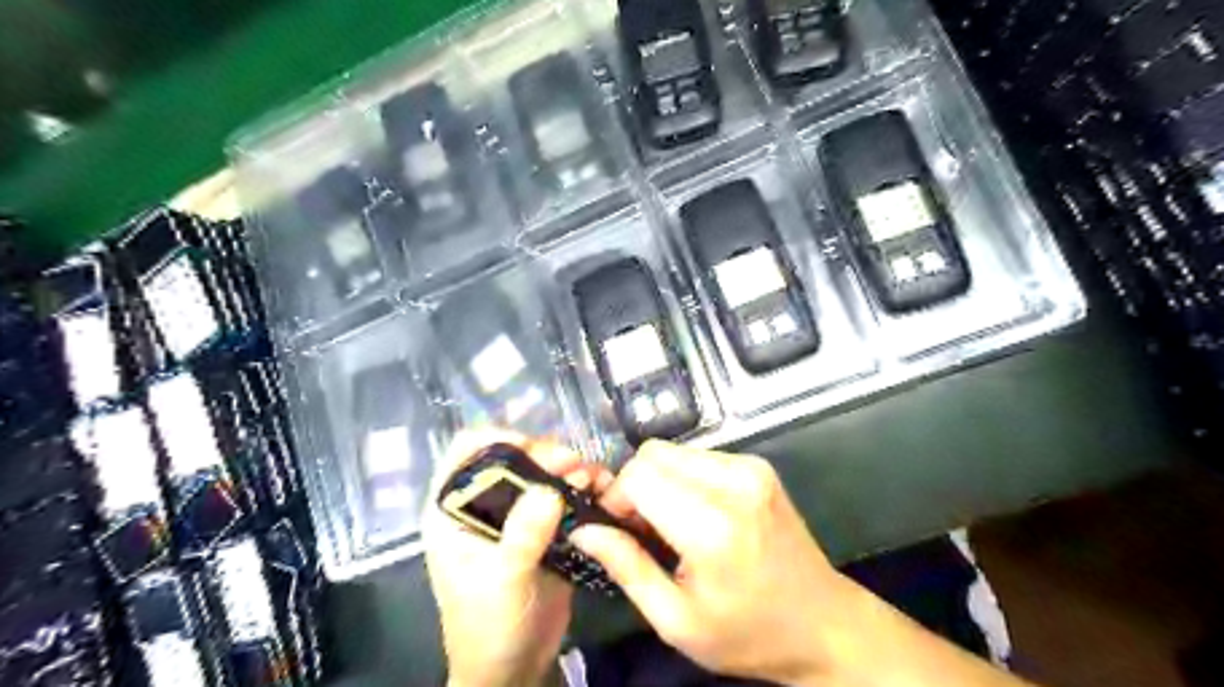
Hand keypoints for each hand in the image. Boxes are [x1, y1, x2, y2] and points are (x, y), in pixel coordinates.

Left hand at [428, 430, 617, 686]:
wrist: (514, 667)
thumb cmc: (488, 626)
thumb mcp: (501, 581)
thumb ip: (521, 535)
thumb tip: (548, 490)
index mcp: (453, 509)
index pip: (466, 451)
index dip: (497, 440)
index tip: (533, 448)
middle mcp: (484, 502)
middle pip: (512, 456)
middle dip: (544, 454)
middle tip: (574, 465)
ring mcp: (515, 513)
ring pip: (541, 472)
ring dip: (567, 468)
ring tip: (592, 478)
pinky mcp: (543, 526)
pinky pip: (562, 494)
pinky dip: (581, 487)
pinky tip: (599, 489)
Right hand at [570, 441, 853, 686]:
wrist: (824, 624)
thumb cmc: (748, 633)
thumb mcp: (677, 620)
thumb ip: (627, 567)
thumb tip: (584, 530)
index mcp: (712, 527)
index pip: (639, 475)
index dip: (617, 498)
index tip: (619, 529)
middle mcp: (734, 483)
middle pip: (653, 454)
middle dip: (635, 485)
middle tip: (643, 528)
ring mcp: (751, 468)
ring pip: (674, 451)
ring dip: (659, 481)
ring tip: (672, 524)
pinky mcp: (758, 465)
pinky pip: (699, 456)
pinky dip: (683, 478)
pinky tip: (696, 513)